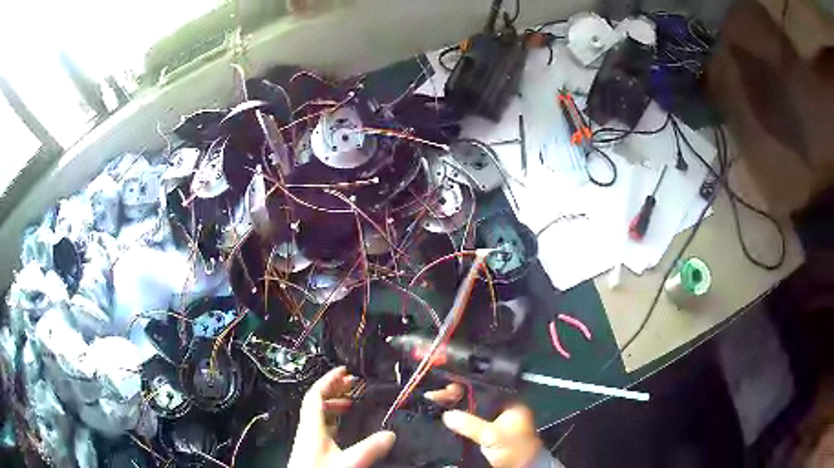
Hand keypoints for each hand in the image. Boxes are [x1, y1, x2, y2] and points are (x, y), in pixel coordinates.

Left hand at [288, 367, 395, 467]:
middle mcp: (308, 429)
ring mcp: (309, 439)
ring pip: (319, 415)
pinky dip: (333, 420)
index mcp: (312, 426)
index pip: (315, 395)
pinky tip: (344, 427)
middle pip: (317, 402)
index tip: (344, 371)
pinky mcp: (312, 449)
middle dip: (334, 390)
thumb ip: (369, 449)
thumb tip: (391, 434)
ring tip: (351, 403)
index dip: (328, 380)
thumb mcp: (348, 462)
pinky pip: (321, 426)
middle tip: (353, 385)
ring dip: (334, 405)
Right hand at [425, 384, 541, 467]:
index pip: (484, 387)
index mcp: (509, 401)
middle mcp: (501, 407)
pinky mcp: (486, 431)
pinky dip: (457, 419)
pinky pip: (469, 421)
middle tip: (434, 396)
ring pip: (470, 409)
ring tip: (434, 403)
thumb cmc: (513, 448)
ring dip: (454, 407)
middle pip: (474, 397)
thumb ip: (470, 424)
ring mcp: (494, 420)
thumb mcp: (492, 436)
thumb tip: (446, 415)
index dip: (464, 386)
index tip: (446, 388)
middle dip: (455, 396)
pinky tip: (442, 417)